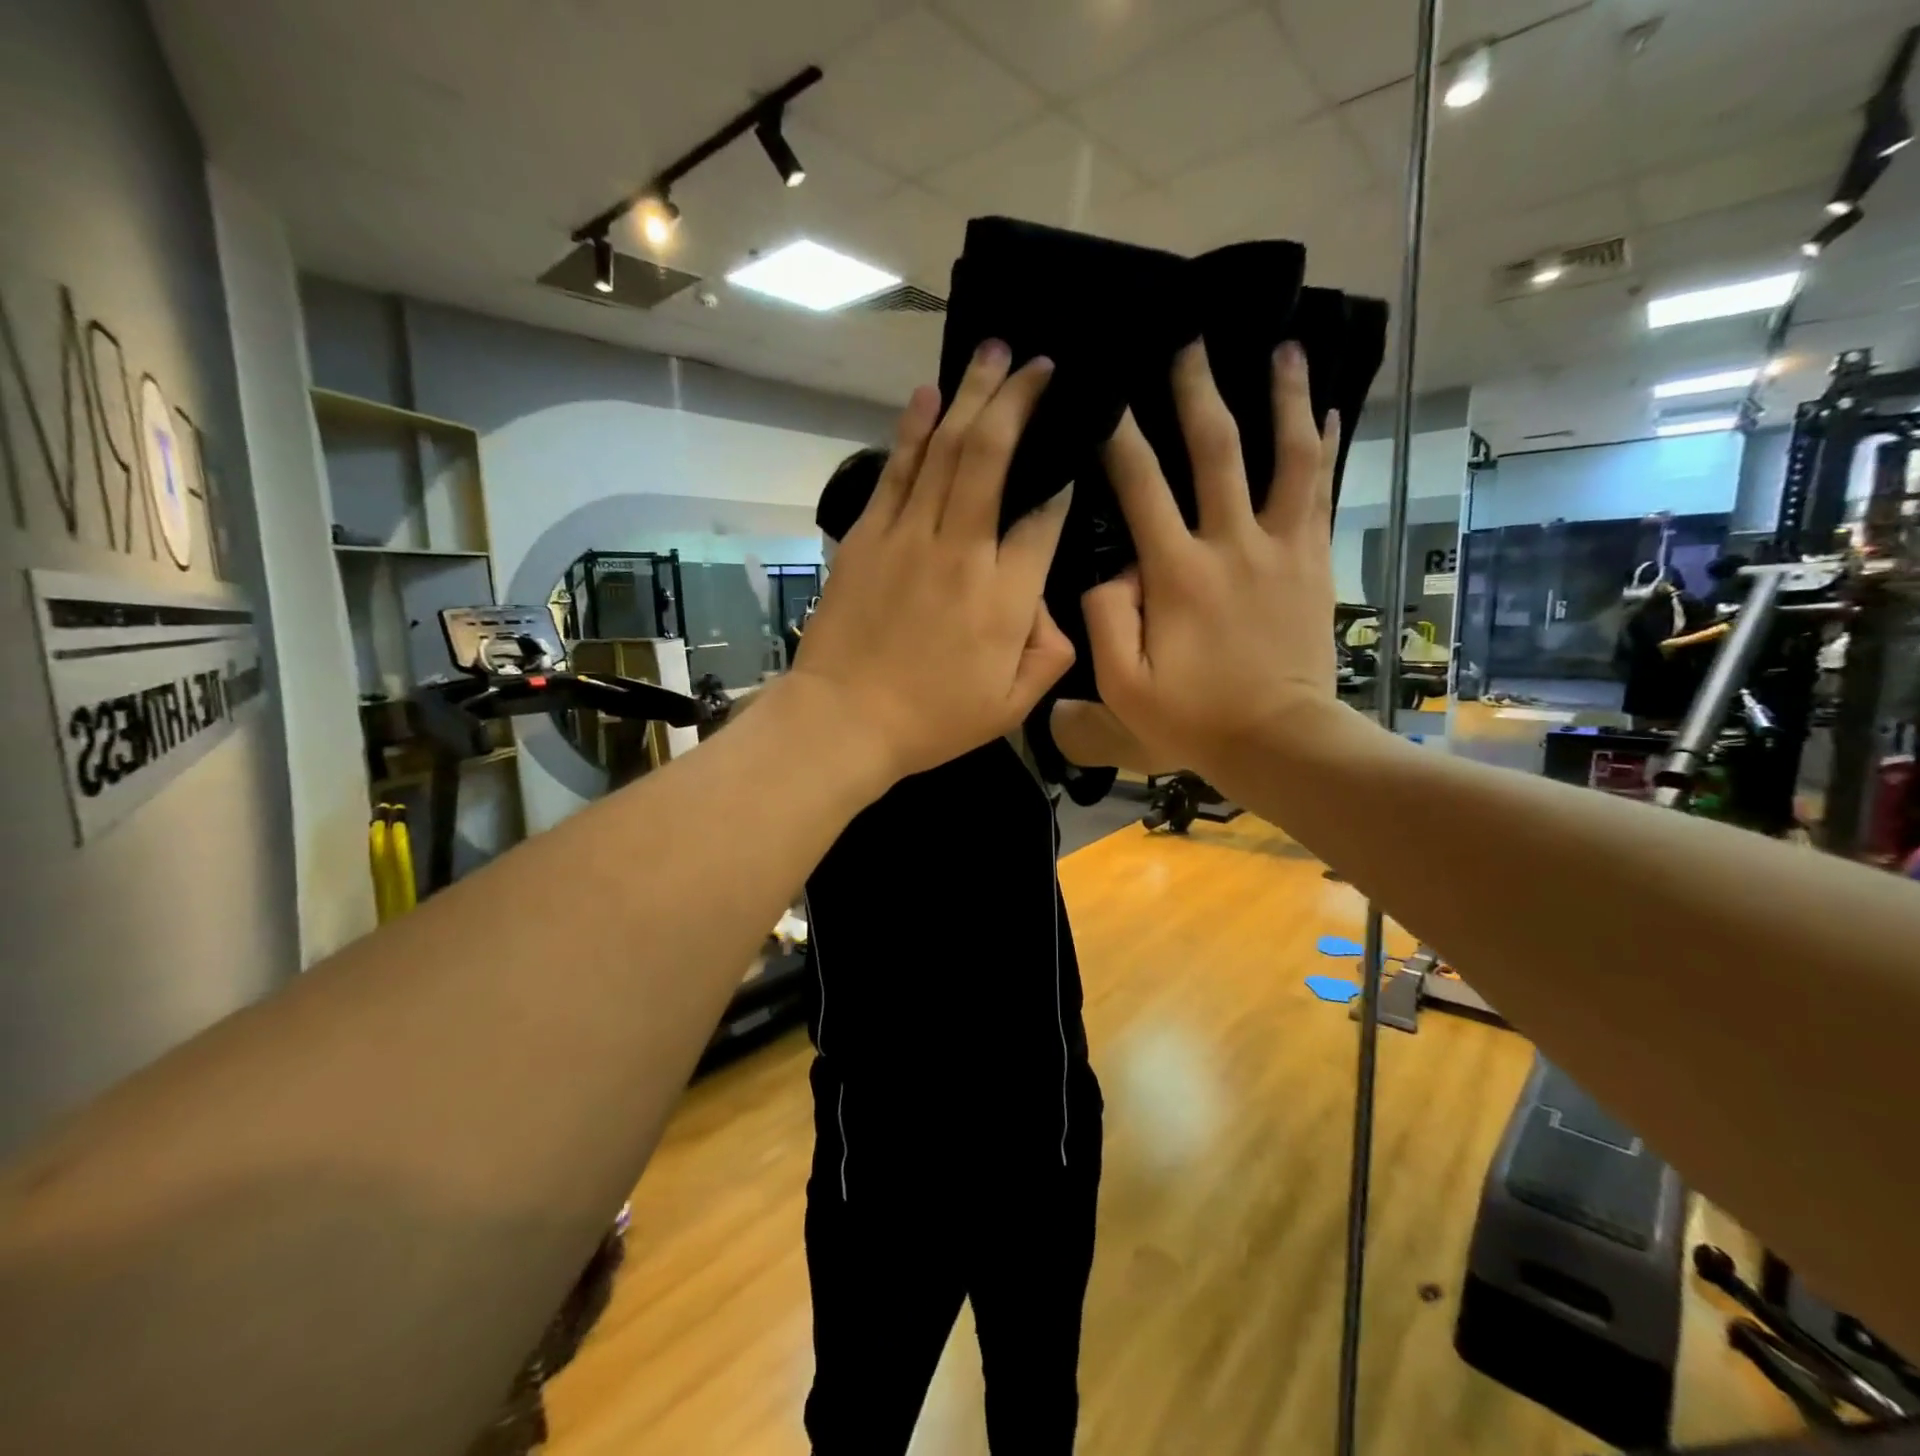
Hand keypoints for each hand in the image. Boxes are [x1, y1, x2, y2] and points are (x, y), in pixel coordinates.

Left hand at [792, 342, 1074, 783]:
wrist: (843, 720)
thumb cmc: (932, 720)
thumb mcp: (1011, 706)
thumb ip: (1049, 653)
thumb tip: (1053, 606)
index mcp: (1004, 597)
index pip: (1044, 519)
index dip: (1062, 480)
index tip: (1071, 452)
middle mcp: (962, 551)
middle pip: (993, 457)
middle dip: (1020, 401)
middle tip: (1039, 362)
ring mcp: (909, 537)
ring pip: (946, 450)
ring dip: (973, 396)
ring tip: (995, 352)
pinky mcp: (868, 536)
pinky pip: (896, 471)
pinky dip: (913, 428)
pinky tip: (929, 394)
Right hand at [1082, 340, 1344, 780]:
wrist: (1279, 739)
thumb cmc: (1194, 717)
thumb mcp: (1123, 686)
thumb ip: (1106, 619)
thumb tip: (1112, 568)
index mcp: (1177, 573)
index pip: (1141, 487)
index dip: (1119, 436)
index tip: (1106, 393)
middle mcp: (1231, 544)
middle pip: (1216, 450)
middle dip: (1198, 391)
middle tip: (1189, 339)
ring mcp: (1280, 549)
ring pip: (1288, 456)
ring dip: (1285, 397)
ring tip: (1285, 346)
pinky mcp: (1313, 561)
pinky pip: (1320, 493)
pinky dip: (1326, 447)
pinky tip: (1329, 411)